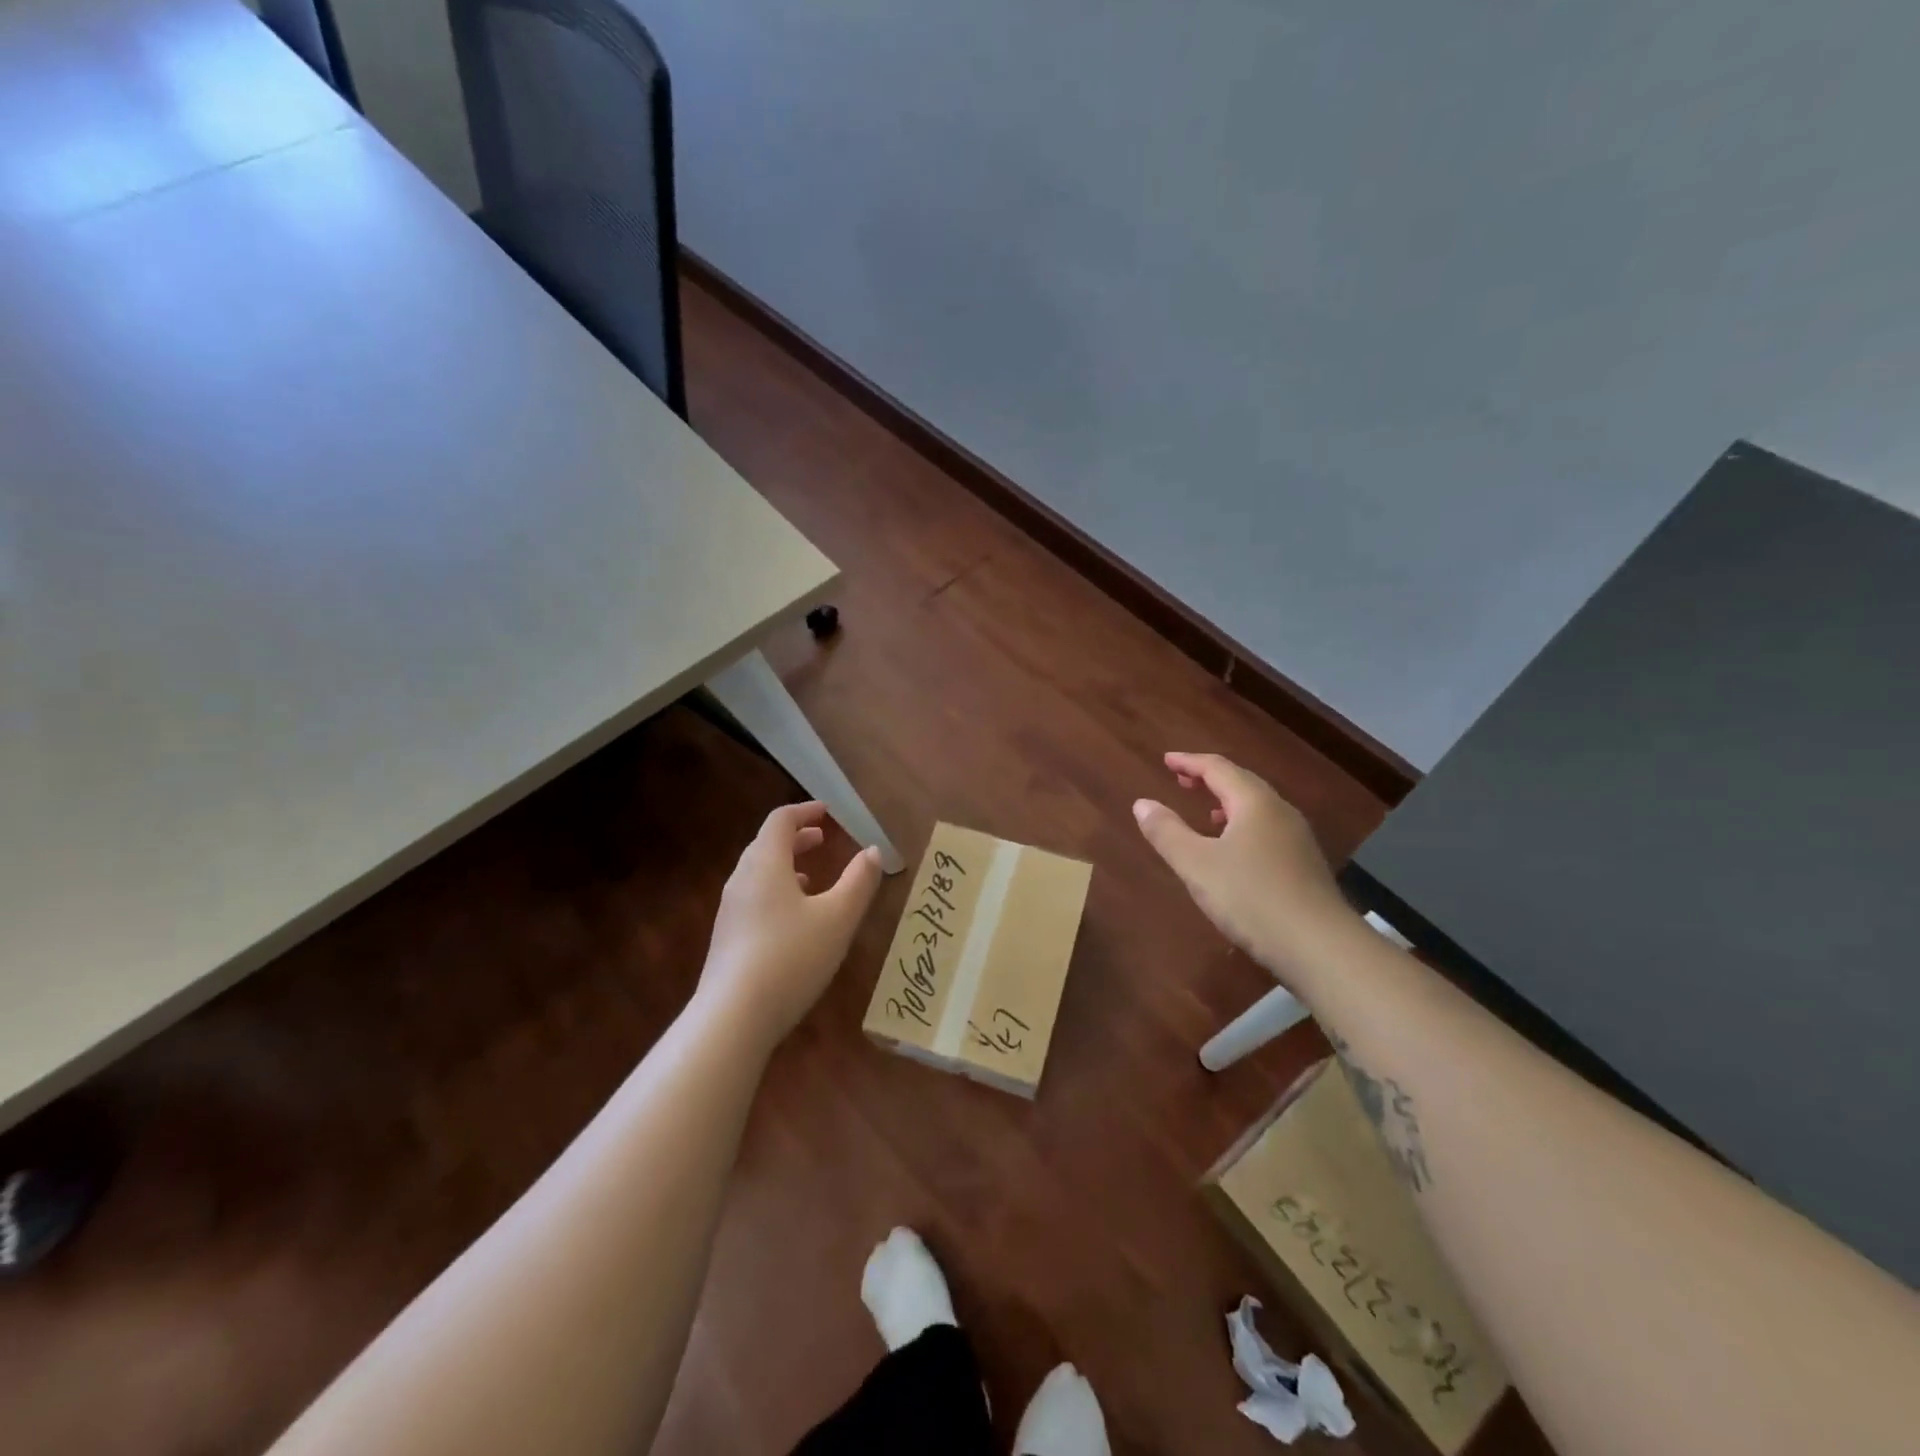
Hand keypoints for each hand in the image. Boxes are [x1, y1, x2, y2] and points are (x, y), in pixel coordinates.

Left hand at [698, 802, 884, 1048]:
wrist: (732, 1018)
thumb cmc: (790, 957)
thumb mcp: (837, 918)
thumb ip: (859, 882)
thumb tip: (873, 851)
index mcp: (765, 864)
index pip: (780, 821)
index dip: (804, 811)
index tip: (826, 811)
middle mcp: (742, 880)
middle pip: (766, 845)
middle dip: (795, 837)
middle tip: (822, 838)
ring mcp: (730, 911)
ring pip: (758, 874)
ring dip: (785, 865)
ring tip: (812, 877)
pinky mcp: (727, 939)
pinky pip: (753, 898)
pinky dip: (776, 891)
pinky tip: (794, 920)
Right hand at [1133, 752, 1354, 988]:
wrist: (1321, 947)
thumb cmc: (1252, 898)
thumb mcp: (1196, 865)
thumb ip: (1167, 832)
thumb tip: (1142, 803)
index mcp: (1255, 803)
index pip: (1218, 768)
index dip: (1189, 762)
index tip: (1166, 760)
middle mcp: (1280, 812)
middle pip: (1242, 783)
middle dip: (1209, 778)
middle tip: (1182, 780)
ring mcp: (1297, 839)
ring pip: (1258, 808)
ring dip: (1227, 803)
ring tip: (1205, 812)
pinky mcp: (1305, 866)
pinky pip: (1267, 829)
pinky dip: (1243, 825)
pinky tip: (1234, 851)